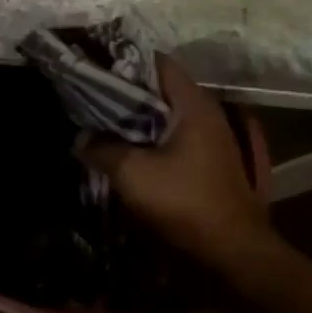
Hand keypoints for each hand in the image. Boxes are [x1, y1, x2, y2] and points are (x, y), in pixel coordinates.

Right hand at [83, 55, 268, 264]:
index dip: (127, 63)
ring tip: (102, 125)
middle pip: (162, 91)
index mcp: (194, 105)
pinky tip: (126, 152)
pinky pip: (174, 140)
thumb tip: (81, 141)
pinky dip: (150, 140)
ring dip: (137, 120)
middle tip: (91, 98)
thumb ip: (103, 150)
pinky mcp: (208, 164)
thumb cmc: (184, 201)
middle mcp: (208, 115)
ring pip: (167, 117)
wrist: (230, 249)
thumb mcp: (133, 174)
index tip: (96, 69)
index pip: (160, 64)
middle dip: (127, 93)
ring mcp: (212, 140)